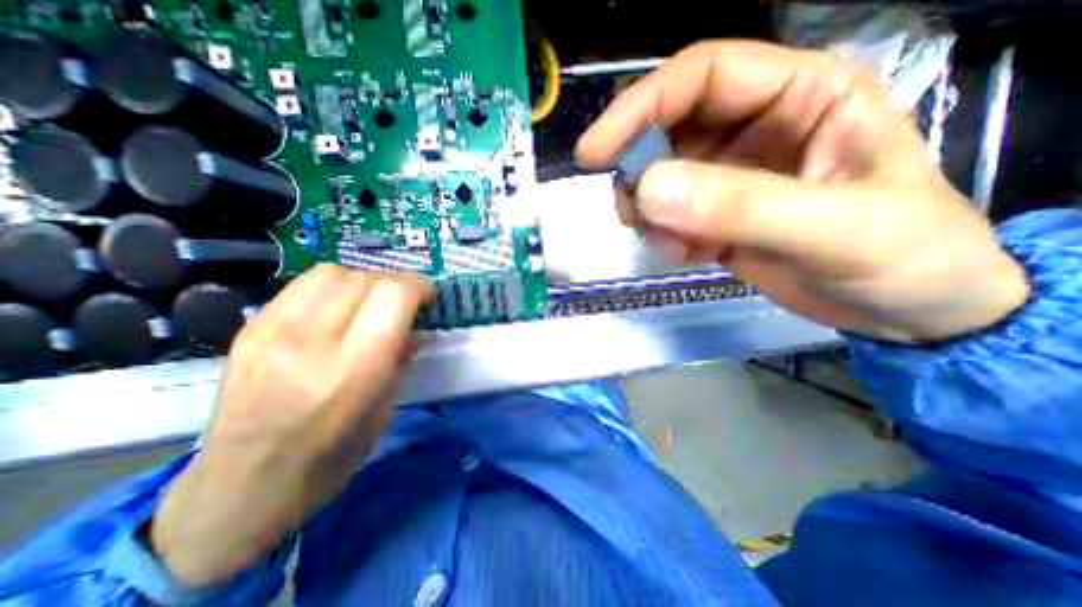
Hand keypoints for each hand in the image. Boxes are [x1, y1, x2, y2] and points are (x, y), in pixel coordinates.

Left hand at [148, 266, 432, 586]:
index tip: (428, 296)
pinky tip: (340, 307)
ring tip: (373, 299)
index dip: (418, 286)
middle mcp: (311, 342)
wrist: (238, 490)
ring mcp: (272, 332)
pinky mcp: (249, 330)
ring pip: (333, 273)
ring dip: (364, 279)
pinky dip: (334, 286)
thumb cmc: (329, 460)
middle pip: (365, 279)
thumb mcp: (383, 412)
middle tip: (405, 300)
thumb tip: (417, 330)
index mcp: (352, 370)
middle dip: (396, 282)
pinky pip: (303, 286)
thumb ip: (401, 361)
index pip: (393, 297)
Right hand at [580, 40, 1024, 342]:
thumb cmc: (905, 257)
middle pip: (666, 129)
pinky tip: (689, 254)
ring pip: (658, 177)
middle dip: (637, 169)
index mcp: (799, 96)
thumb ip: (740, 206)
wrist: (909, 310)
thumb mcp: (834, 228)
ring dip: (648, 210)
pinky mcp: (715, 217)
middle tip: (631, 212)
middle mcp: (754, 129)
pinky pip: (668, 216)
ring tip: (672, 242)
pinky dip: (663, 235)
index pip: (699, 76)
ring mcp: (729, 177)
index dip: (639, 108)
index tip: (594, 155)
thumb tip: (648, 191)